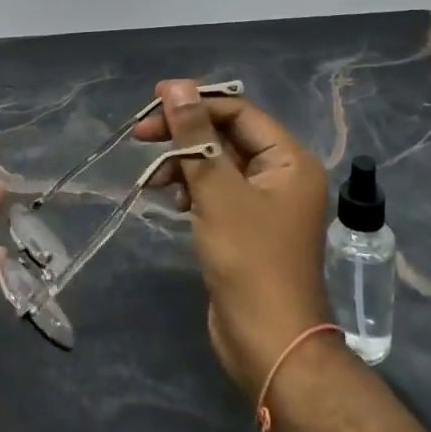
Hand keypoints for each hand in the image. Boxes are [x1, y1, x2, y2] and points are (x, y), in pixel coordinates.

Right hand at [134, 81, 331, 402]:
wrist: (269, 344)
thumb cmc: (249, 260)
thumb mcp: (217, 191)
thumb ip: (195, 136)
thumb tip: (176, 87)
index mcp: (289, 159)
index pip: (238, 112)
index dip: (196, 103)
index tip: (153, 103)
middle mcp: (282, 174)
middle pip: (226, 136)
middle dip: (185, 135)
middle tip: (141, 135)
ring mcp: (265, 203)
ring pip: (217, 164)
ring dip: (184, 164)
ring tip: (153, 179)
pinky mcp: (247, 227)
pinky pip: (216, 191)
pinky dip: (192, 189)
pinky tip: (171, 201)